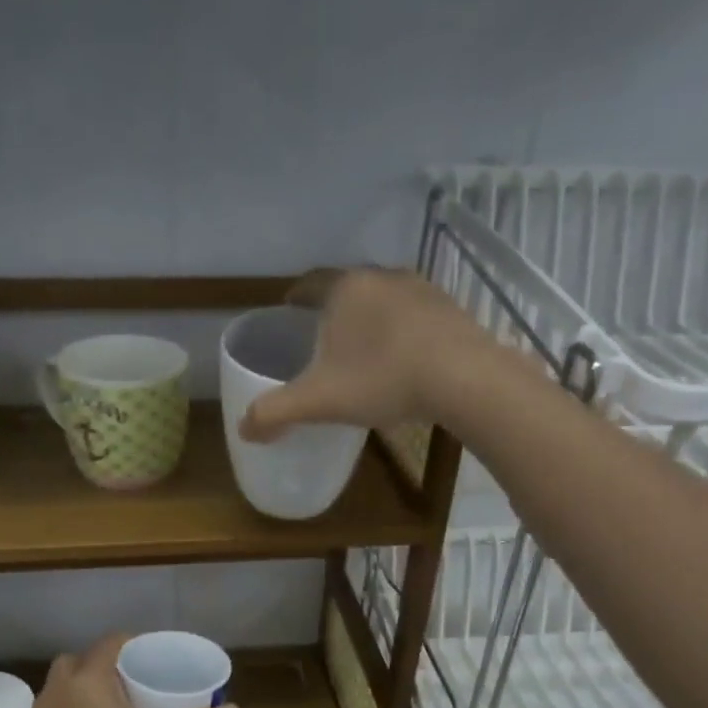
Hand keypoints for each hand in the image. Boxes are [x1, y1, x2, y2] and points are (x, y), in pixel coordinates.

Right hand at [238, 267, 489, 441]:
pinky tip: (402, 359)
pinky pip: (414, 317)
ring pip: (383, 301)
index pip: (309, 284)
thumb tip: (243, 429)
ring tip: (362, 350)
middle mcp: (383, 277)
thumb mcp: (319, 401)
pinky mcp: (451, 310)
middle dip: (333, 311)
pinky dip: (401, 333)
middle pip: (348, 290)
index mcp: (345, 289)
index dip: (295, 297)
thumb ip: (276, 412)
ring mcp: (422, 290)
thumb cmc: (382, 379)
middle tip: (321, 339)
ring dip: (370, 320)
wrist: (464, 378)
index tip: (288, 312)